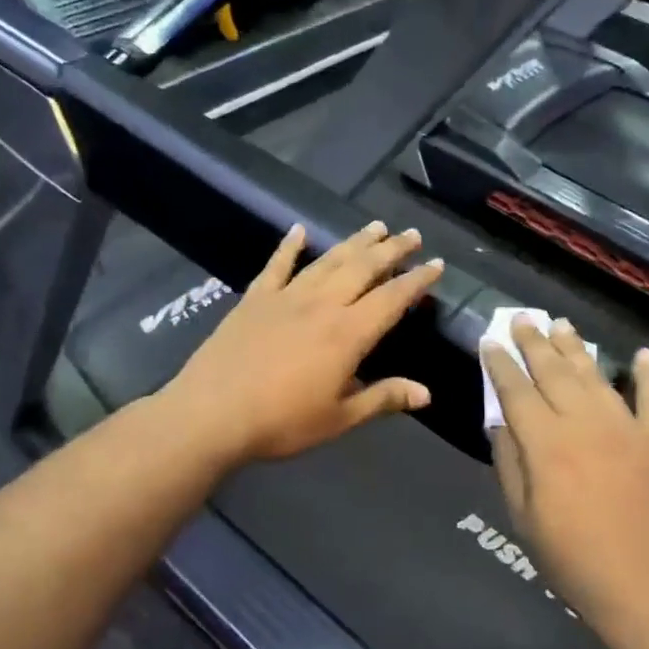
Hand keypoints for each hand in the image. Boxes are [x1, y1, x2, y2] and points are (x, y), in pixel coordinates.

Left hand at [162, 221, 443, 467]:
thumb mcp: (339, 418)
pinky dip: (289, 246)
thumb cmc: (281, 422)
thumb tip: (426, 393)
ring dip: (354, 242)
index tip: (436, 263)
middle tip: (411, 234)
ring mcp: (286, 297)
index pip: (392, 298)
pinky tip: (298, 230)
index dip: (417, 280)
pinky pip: (277, 265)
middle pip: (363, 268)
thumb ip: (383, 399)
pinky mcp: (255, 298)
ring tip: (375, 226)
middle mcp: (322, 304)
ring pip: (328, 260)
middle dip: (391, 249)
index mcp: (348, 333)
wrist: (212, 414)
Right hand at [482, 318, 648, 648]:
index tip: (489, 340)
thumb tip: (499, 423)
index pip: (516, 390)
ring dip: (576, 348)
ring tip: (561, 325)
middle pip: (553, 371)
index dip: (499, 364)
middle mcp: (584, 422)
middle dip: (534, 342)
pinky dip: (648, 374)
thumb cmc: (576, 563)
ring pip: (595, 375)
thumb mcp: (525, 520)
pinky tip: (643, 354)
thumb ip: (510, 465)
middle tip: (522, 318)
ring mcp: (628, 427)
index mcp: (546, 443)